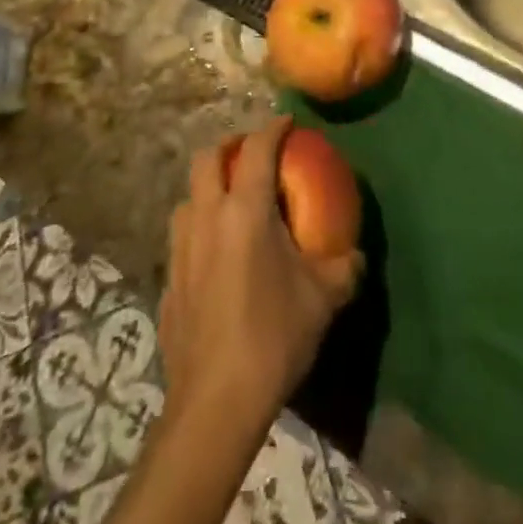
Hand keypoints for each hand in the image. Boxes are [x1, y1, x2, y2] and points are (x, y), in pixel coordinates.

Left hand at [159, 116, 364, 434]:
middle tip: (253, 156)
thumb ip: (343, 268)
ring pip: (188, 195)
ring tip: (231, 203)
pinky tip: (215, 255)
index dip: (273, 128)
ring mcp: (180, 246)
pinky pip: (182, 235)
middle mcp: (206, 216)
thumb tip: (355, 256)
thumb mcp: (322, 300)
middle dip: (231, 146)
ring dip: (208, 187)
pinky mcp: (167, 278)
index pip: (257, 149)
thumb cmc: (272, 337)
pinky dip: (199, 227)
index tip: (287, 121)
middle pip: (207, 158)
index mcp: (244, 210)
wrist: (215, 402)